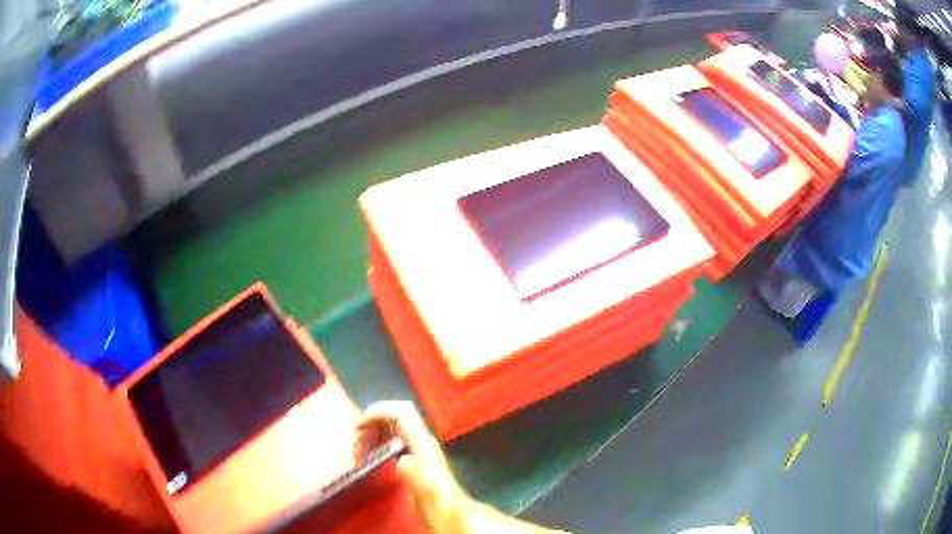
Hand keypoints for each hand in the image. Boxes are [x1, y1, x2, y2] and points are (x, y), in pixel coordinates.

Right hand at [356, 401, 471, 533]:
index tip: (357, 429)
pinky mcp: (418, 460)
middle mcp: (423, 443)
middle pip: (395, 417)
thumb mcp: (431, 500)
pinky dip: (377, 444)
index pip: (401, 413)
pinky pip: (393, 440)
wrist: (462, 521)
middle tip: (356, 450)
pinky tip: (371, 461)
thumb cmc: (445, 512)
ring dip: (372, 435)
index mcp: (424, 447)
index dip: (377, 412)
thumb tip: (402, 460)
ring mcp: (421, 450)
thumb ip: (421, 480)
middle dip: (371, 425)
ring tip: (360, 456)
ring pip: (393, 427)